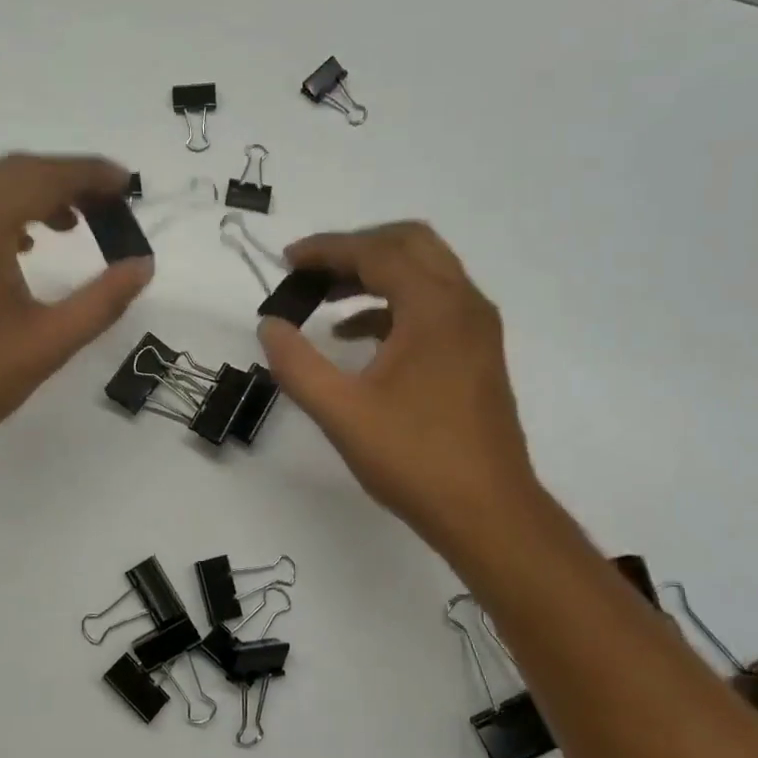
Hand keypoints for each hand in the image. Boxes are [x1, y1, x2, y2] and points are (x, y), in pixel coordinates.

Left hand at [0, 154, 152, 464]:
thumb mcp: (49, 343)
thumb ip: (103, 300)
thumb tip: (143, 265)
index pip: (45, 176)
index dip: (91, 174)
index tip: (127, 183)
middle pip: (14, 170)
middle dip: (65, 179)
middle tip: (108, 204)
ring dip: (31, 192)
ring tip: (71, 223)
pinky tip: (19, 243)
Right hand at [256, 222, 541, 556]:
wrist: (487, 513)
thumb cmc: (415, 459)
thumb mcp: (342, 412)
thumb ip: (297, 364)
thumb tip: (269, 326)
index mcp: (435, 307)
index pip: (377, 252)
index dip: (327, 250)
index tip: (286, 261)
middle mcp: (464, 304)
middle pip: (409, 244)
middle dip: (356, 250)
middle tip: (311, 272)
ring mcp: (476, 329)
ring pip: (425, 274)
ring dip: (375, 276)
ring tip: (325, 300)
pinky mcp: (477, 354)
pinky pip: (433, 306)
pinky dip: (393, 306)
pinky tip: (356, 337)